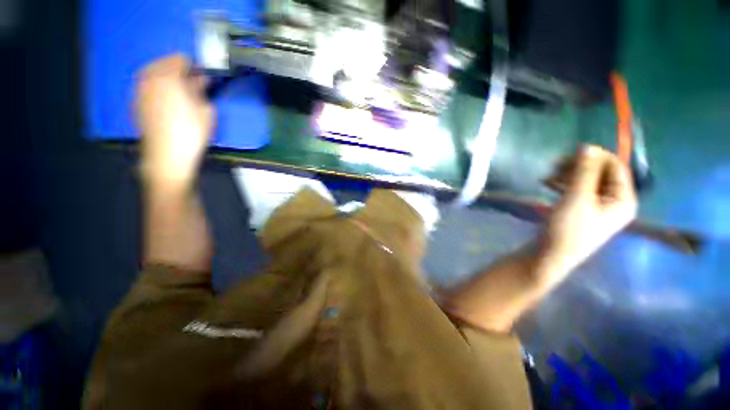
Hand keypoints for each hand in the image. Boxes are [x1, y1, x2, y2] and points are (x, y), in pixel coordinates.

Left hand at [136, 54, 213, 188]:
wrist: (167, 155)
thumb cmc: (191, 132)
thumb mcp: (206, 111)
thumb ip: (201, 91)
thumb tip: (200, 80)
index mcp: (168, 76)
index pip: (181, 59)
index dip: (194, 68)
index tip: (203, 80)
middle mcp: (149, 78)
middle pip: (164, 63)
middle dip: (179, 71)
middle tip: (192, 87)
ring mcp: (139, 89)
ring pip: (153, 73)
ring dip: (167, 79)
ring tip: (180, 95)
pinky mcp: (136, 102)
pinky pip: (147, 86)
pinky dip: (157, 88)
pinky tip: (167, 103)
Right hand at [539, 145, 637, 285]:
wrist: (549, 255)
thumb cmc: (568, 229)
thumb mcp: (577, 198)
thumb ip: (584, 172)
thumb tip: (588, 146)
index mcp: (623, 199)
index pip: (616, 167)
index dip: (597, 156)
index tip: (573, 151)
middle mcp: (614, 201)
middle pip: (600, 173)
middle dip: (579, 166)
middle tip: (555, 165)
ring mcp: (597, 206)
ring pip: (586, 180)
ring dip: (568, 174)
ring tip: (547, 176)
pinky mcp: (581, 209)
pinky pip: (577, 189)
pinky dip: (563, 184)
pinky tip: (547, 183)